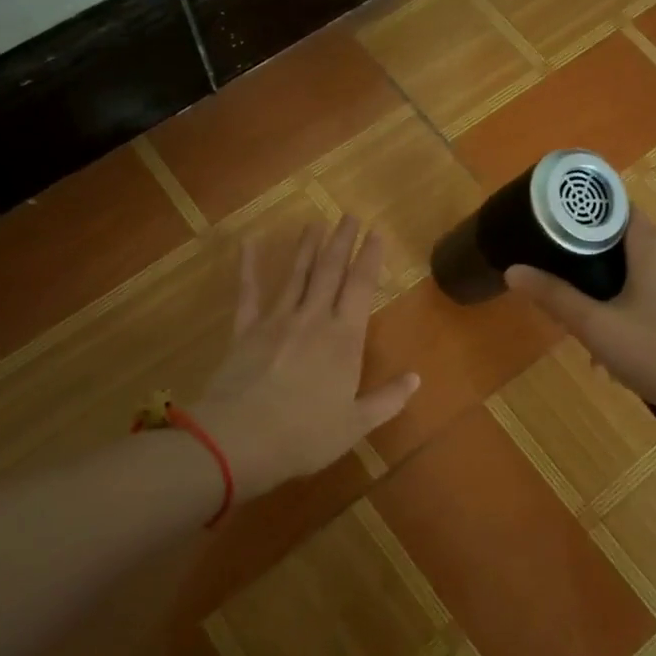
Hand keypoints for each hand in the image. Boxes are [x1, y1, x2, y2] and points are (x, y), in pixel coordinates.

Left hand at [194, 218, 419, 499]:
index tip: (376, 232)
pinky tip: (248, 243)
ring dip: (307, 247)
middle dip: (342, 241)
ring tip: (315, 222)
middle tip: (349, 215)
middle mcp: (312, 319)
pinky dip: (248, 267)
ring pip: (296, 274)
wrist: (238, 440)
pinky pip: (248, 292)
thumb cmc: (305, 435)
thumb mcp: (355, 425)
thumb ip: (387, 400)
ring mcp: (276, 321)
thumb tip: (416, 379)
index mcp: (344, 339)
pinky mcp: (245, 330)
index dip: (370, 257)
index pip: (361, 287)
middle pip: (330, 271)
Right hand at [504, 210, 655, 436]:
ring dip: (618, 290)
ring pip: (645, 267)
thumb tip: (513, 270)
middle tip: (571, 300)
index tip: (553, 240)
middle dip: (595, 267)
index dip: (580, 221)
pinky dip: (643, 300)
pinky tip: (631, 339)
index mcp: (654, 242)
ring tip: (598, 331)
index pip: (611, 208)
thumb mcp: (598, 329)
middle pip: (625, 240)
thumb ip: (554, 296)